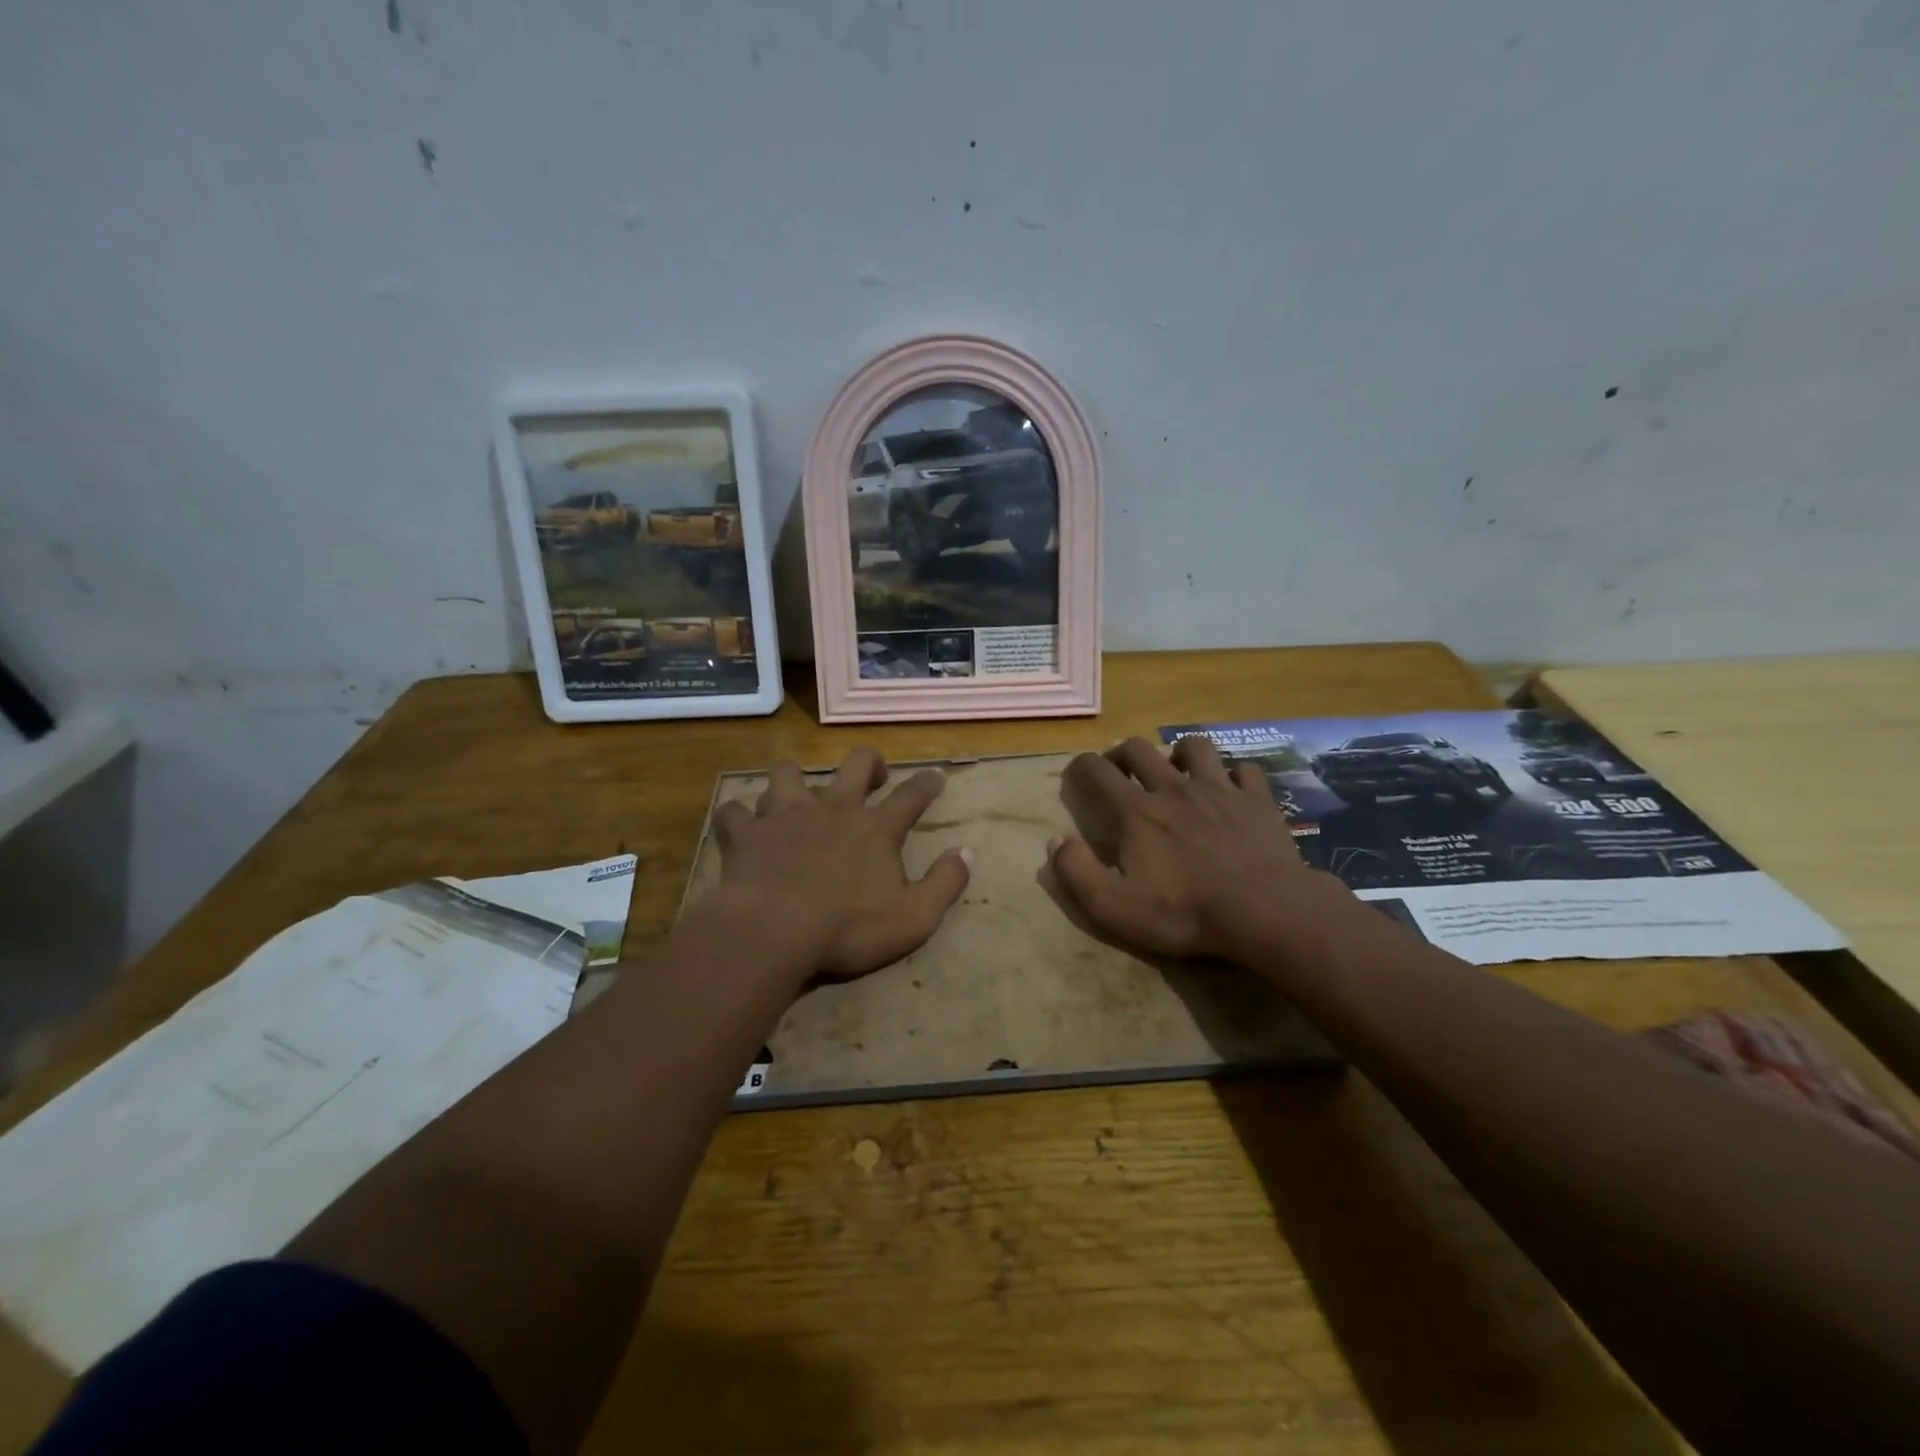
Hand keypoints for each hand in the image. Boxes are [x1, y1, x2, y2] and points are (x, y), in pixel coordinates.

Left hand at [708, 746, 971, 979]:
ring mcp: (786, 815)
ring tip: (797, 792)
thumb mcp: (914, 917)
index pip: (911, 795)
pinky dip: (739, 816)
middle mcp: (833, 808)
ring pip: (788, 773)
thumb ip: (945, 883)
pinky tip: (742, 824)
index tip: (936, 776)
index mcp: (875, 828)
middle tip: (872, 773)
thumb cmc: (848, 928)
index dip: (927, 783)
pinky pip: (736, 811)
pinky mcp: (748, 833)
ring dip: (795, 779)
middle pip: (854, 764)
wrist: (773, 930)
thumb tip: (967, 852)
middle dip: (868, 762)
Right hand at [1051, 735, 1339, 962]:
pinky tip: (1231, 790)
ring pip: (1194, 747)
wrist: (1265, 912)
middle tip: (1119, 772)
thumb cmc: (1185, 913)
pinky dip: (1233, 775)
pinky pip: (1244, 770)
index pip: (1096, 770)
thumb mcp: (1114, 907)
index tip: (1076, 775)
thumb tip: (1055, 840)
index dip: (1080, 766)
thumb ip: (1076, 872)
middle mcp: (1173, 788)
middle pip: (1139, 749)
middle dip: (1121, 753)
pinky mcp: (1257, 800)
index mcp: (1136, 812)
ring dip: (1178, 753)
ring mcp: (1219, 789)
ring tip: (1176, 772)